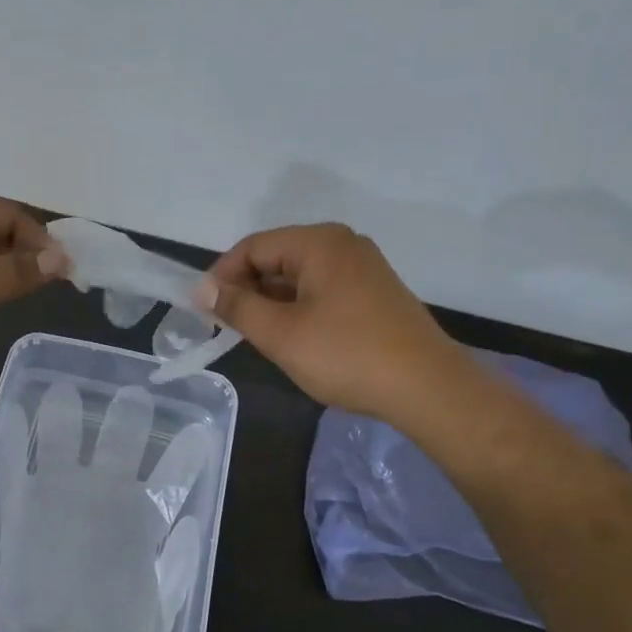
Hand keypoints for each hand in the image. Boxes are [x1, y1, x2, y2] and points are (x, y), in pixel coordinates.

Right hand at [197, 223, 463, 417]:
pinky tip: (294, 340)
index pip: (253, 247)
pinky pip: (322, 291)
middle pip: (276, 258)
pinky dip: (298, 309)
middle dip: (248, 290)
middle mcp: (342, 244)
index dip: (222, 277)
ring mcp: (362, 268)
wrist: (428, 389)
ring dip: (272, 303)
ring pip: (298, 277)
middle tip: (228, 328)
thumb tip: (203, 289)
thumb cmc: (347, 355)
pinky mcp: (374, 294)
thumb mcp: (280, 333)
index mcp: (319, 242)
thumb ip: (237, 306)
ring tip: (258, 338)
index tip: (204, 311)